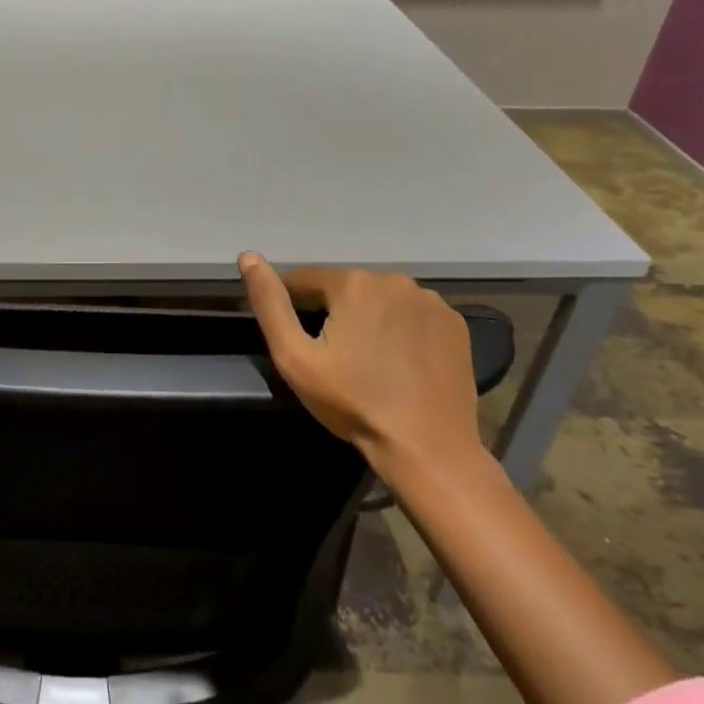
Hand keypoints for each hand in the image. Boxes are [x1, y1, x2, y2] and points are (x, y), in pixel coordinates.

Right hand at [239, 253, 483, 486]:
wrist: (426, 446)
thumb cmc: (352, 402)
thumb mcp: (294, 357)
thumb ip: (270, 304)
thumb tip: (248, 257)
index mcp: (353, 283)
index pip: (305, 280)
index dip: (291, 306)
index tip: (295, 339)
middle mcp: (395, 280)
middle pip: (345, 288)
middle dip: (331, 312)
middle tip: (330, 356)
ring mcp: (431, 301)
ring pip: (380, 300)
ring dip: (367, 318)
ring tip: (365, 360)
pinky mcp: (455, 324)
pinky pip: (412, 315)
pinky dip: (399, 329)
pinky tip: (398, 361)